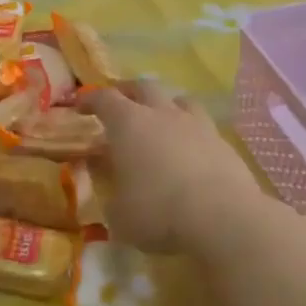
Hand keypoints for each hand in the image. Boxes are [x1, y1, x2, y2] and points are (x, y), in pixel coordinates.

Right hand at [79, 80, 261, 253]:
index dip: (90, 100)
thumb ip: (109, 190)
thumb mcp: (118, 213)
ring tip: (161, 119)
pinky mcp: (224, 143)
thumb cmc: (158, 212)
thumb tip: (106, 177)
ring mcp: (197, 125)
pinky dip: (192, 132)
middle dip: (129, 92)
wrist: (223, 218)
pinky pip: (203, 126)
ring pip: (180, 99)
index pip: (104, 99)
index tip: (81, 107)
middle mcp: (162, 114)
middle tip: (121, 105)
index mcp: (129, 124)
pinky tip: (190, 150)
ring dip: (166, 105)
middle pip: (144, 86)